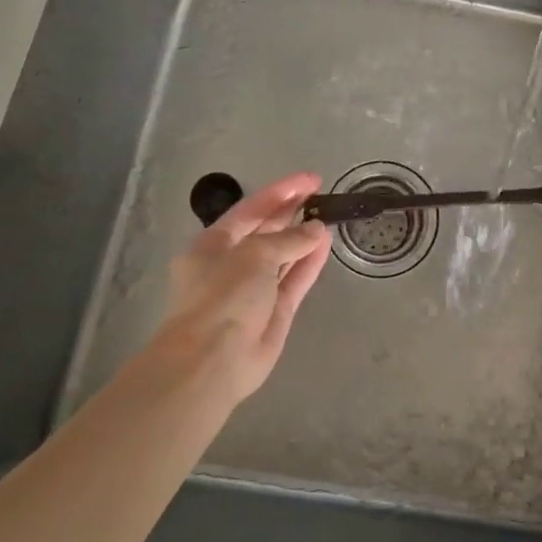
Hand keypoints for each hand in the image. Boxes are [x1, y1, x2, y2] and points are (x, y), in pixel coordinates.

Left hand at [159, 172, 331, 403]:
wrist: (212, 363)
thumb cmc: (223, 297)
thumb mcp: (255, 256)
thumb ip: (288, 239)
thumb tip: (315, 228)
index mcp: (212, 245)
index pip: (250, 210)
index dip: (280, 192)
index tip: (310, 179)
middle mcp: (231, 264)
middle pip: (265, 231)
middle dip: (291, 212)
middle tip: (322, 195)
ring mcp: (253, 290)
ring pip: (283, 256)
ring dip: (303, 236)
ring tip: (329, 215)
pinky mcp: (274, 312)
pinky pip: (294, 280)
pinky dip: (309, 262)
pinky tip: (326, 243)